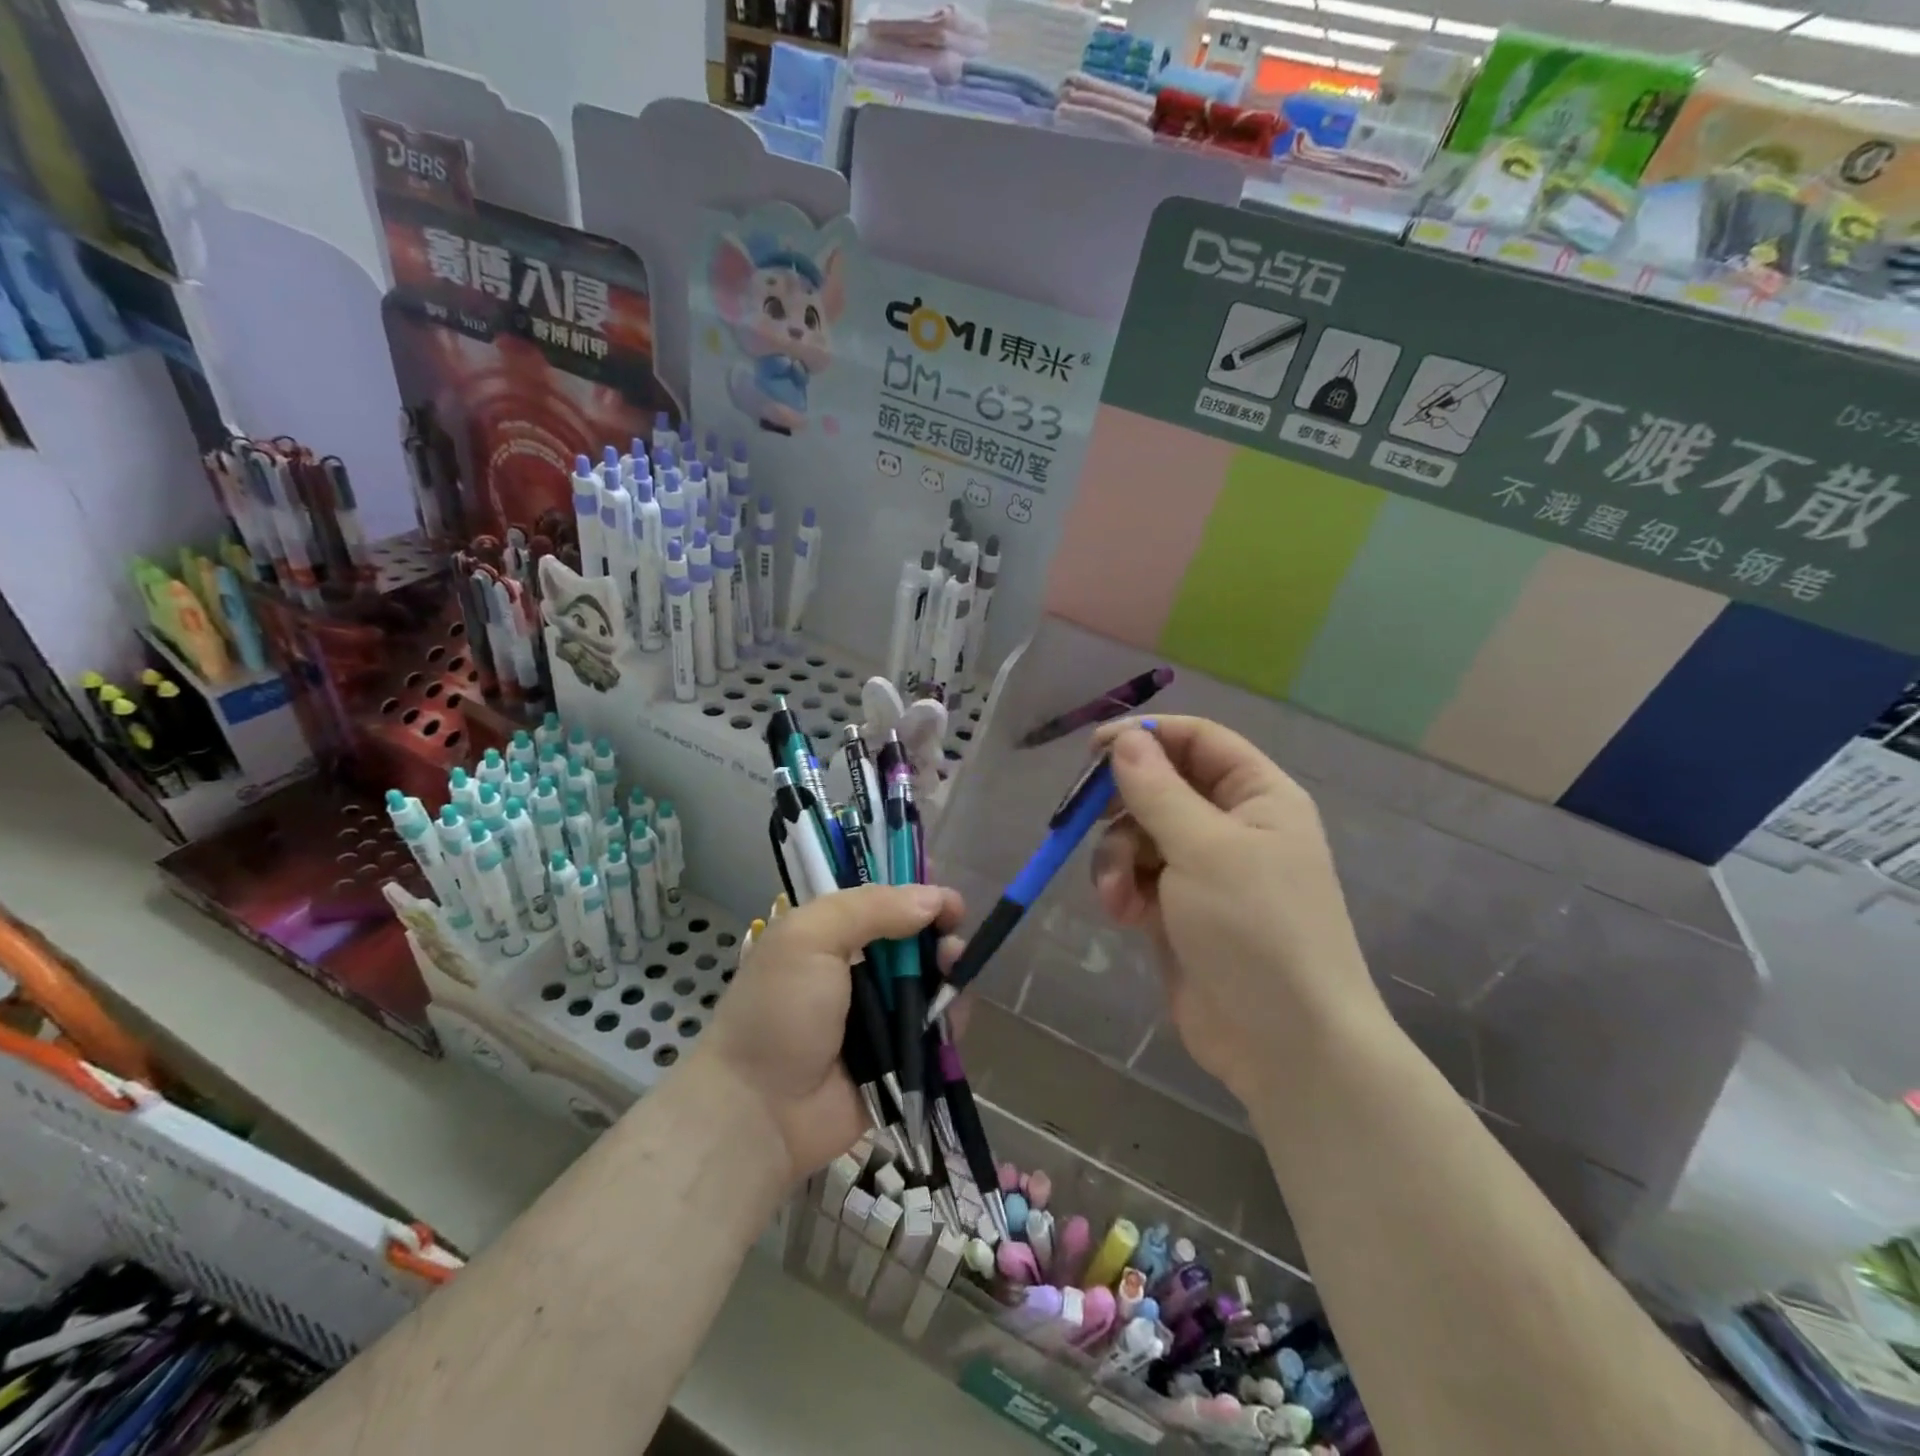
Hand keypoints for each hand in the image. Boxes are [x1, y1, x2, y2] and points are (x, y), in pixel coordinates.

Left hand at [697, 883, 964, 1179]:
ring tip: (954, 974)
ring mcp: (879, 1015)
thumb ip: (871, 907)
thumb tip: (933, 898)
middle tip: (952, 941)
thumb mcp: (809, 938)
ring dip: (950, 973)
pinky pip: (936, 1029)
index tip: (946, 902)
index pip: (882, 901)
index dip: (917, 894)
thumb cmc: (778, 1012)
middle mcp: (856, 970)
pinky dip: (951, 1017)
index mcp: (829, 936)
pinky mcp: (898, 1058)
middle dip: (940, 934)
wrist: (759, 1112)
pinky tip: (954, 1012)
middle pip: (914, 940)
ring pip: (930, 982)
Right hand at [1089, 716, 1380, 1103]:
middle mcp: (1231, 826)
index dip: (1148, 735)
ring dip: (1117, 858)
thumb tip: (1125, 738)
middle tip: (1084, 818)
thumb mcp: (1205, 849)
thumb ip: (1157, 790)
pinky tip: (1122, 915)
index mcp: (1257, 797)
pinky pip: (1136, 877)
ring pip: (1139, 835)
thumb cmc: (1256, 929)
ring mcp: (1203, 871)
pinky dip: (1122, 890)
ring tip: (1117, 895)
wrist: (1286, 1044)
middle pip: (1160, 787)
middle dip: (1121, 806)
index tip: (1094, 748)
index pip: (1199, 740)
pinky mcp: (1177, 911)